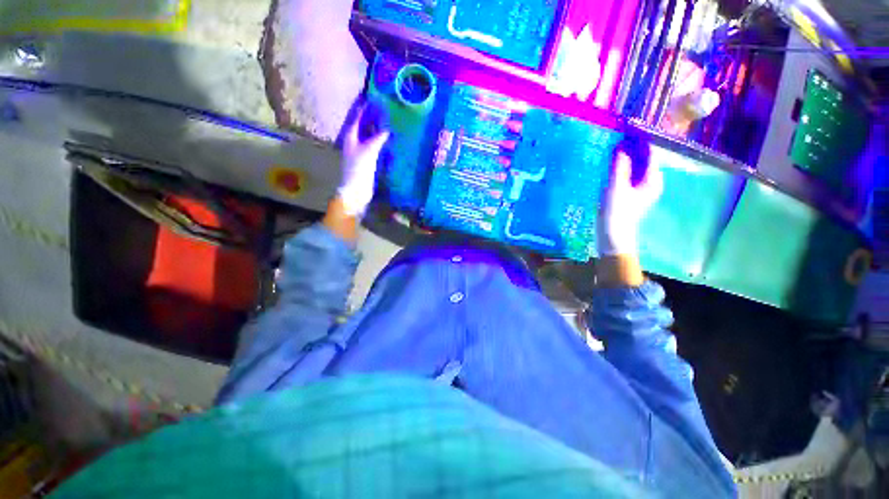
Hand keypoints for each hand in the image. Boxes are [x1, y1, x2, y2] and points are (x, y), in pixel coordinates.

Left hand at [337, 105, 390, 216]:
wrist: (356, 191)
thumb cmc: (359, 169)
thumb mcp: (368, 151)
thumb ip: (377, 139)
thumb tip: (386, 130)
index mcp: (350, 137)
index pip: (355, 117)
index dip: (362, 106)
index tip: (369, 95)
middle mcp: (353, 142)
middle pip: (361, 125)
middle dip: (369, 116)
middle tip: (381, 107)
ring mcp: (359, 152)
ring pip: (367, 136)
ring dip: (375, 128)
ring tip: (385, 120)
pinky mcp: (366, 161)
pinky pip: (373, 146)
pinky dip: (379, 141)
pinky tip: (386, 140)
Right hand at [597, 145, 662, 256]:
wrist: (613, 237)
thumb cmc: (617, 213)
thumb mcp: (616, 189)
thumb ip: (619, 167)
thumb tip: (621, 147)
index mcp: (653, 179)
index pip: (650, 153)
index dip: (639, 141)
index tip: (625, 131)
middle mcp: (651, 182)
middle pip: (642, 159)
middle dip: (630, 149)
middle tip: (614, 140)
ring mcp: (640, 189)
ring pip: (634, 168)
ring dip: (624, 159)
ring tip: (610, 150)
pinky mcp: (630, 194)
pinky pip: (627, 176)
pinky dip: (620, 169)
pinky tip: (609, 167)